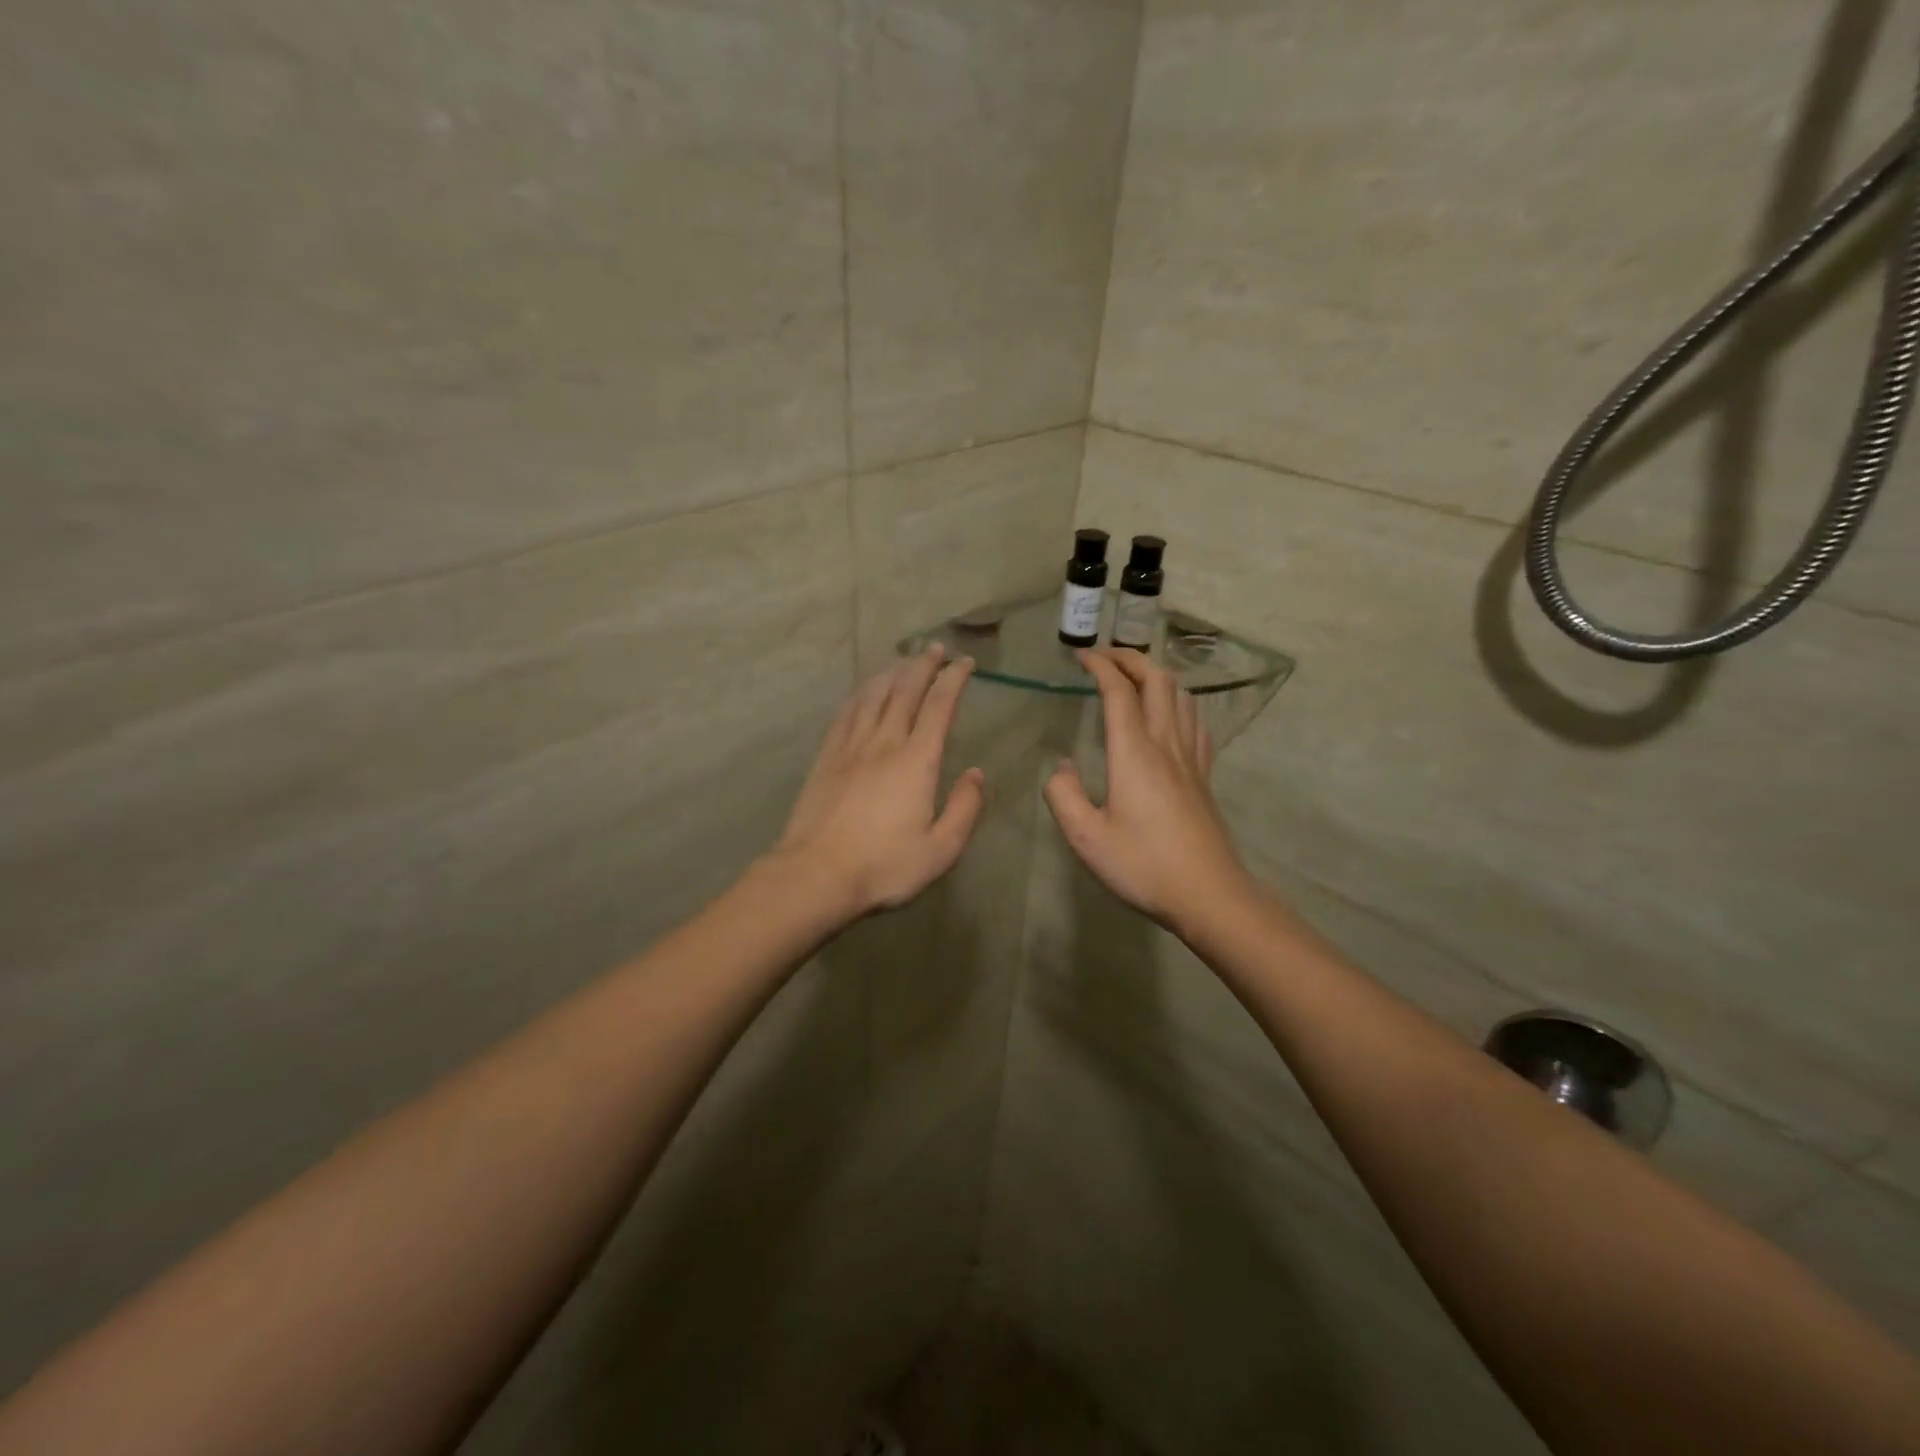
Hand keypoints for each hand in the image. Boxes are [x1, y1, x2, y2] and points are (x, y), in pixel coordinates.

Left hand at [773, 645, 985, 918]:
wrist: (816, 874)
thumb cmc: (884, 865)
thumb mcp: (941, 849)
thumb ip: (965, 808)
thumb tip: (975, 774)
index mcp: (917, 760)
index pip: (939, 706)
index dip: (954, 679)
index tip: (965, 663)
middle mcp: (884, 742)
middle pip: (905, 690)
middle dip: (923, 665)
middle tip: (936, 649)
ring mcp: (850, 747)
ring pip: (873, 696)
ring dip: (892, 673)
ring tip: (903, 662)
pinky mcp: (826, 758)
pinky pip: (846, 714)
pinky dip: (860, 695)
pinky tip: (864, 692)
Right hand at [1043, 649, 1253, 931]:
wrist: (1208, 893)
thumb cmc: (1143, 865)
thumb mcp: (1086, 838)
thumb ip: (1064, 796)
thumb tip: (1061, 766)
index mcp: (1134, 753)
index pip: (1119, 692)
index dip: (1100, 666)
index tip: (1081, 657)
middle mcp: (1165, 744)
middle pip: (1157, 681)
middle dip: (1131, 659)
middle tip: (1106, 658)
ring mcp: (1191, 758)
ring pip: (1181, 696)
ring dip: (1157, 676)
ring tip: (1135, 677)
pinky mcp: (1204, 775)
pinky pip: (1196, 722)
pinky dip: (1179, 703)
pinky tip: (1172, 714)